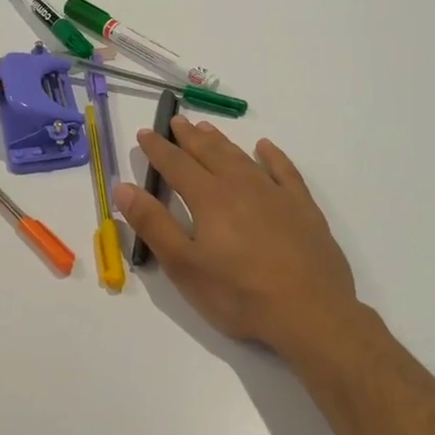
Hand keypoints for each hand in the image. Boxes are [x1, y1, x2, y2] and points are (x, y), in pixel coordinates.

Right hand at [115, 117, 359, 364]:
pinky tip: (265, 148)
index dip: (158, 149)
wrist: (310, 313)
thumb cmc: (238, 294)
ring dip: (221, 141)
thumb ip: (153, 224)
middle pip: (209, 153)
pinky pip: (284, 171)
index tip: (145, 133)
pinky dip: (272, 156)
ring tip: (207, 128)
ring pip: (242, 157)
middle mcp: (240, 186)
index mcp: (209, 199)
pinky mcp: (303, 207)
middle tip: (176, 121)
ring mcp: (275, 194)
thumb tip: (123, 187)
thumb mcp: (184, 266)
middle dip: (189, 137)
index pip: (176, 165)